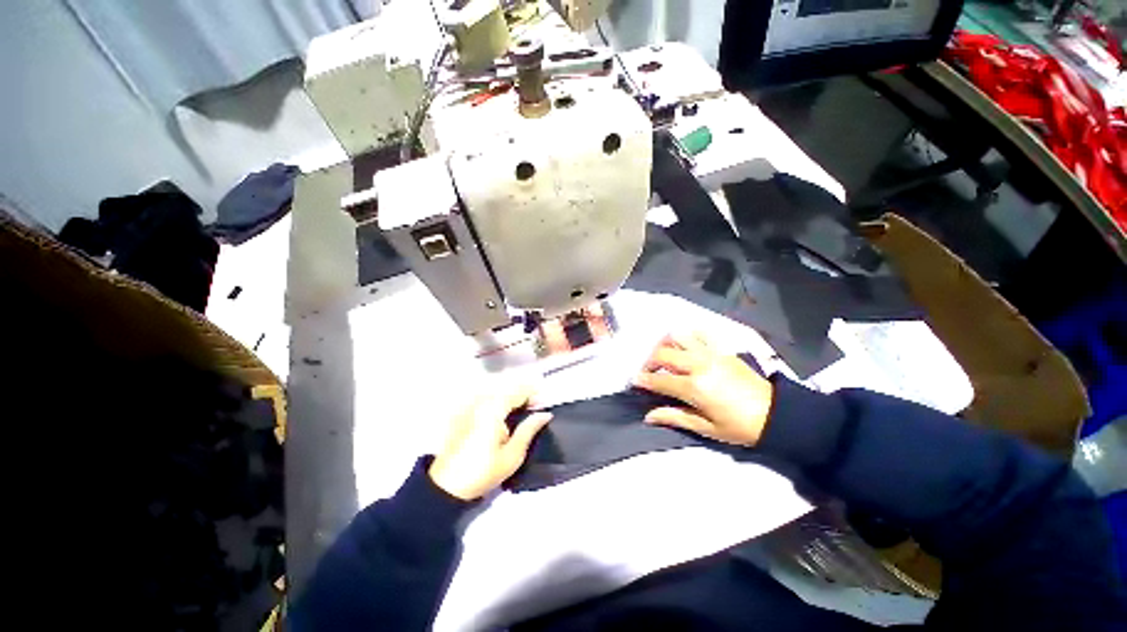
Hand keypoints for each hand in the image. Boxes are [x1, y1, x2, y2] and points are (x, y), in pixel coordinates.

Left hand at [428, 383, 552, 500]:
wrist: (447, 487)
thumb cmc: (483, 471)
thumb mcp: (513, 455)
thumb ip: (529, 429)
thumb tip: (545, 414)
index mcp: (494, 409)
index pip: (518, 391)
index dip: (534, 394)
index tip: (545, 403)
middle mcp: (481, 402)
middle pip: (507, 389)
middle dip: (523, 395)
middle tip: (535, 409)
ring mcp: (470, 407)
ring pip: (497, 393)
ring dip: (511, 398)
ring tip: (521, 412)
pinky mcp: (463, 414)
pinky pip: (486, 400)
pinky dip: (499, 403)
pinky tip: (504, 417)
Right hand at [632, 332, 773, 446]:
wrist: (775, 414)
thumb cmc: (739, 426)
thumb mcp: (706, 428)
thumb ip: (674, 417)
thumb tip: (648, 416)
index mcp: (695, 387)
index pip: (659, 380)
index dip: (643, 380)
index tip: (633, 381)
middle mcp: (699, 364)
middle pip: (663, 354)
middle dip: (648, 362)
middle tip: (647, 372)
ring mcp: (711, 353)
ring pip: (678, 337)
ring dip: (664, 344)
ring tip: (663, 356)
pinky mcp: (721, 349)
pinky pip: (699, 334)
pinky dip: (687, 336)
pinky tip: (684, 346)